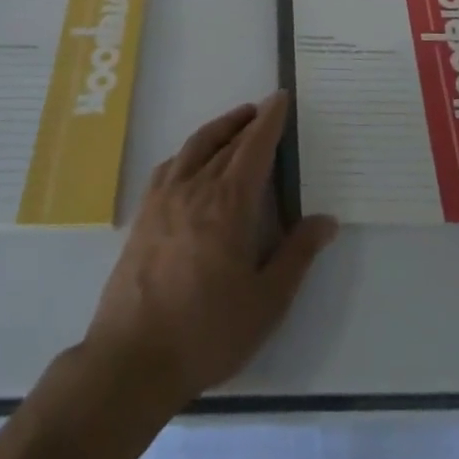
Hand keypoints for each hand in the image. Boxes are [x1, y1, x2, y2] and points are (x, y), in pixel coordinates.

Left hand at [85, 92, 337, 409]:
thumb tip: (326, 220)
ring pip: (194, 148)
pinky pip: (169, 167)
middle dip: (248, 122)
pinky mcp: (143, 216)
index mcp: (229, 204)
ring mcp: (163, 200)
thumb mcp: (267, 302)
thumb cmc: (208, 332)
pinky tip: (192, 160)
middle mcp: (195, 190)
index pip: (254, 148)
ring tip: (236, 122)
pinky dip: (188, 151)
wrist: (133, 360)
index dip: (270, 120)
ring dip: (218, 129)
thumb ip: (297, 255)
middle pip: (226, 143)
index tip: (281, 98)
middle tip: (265, 110)